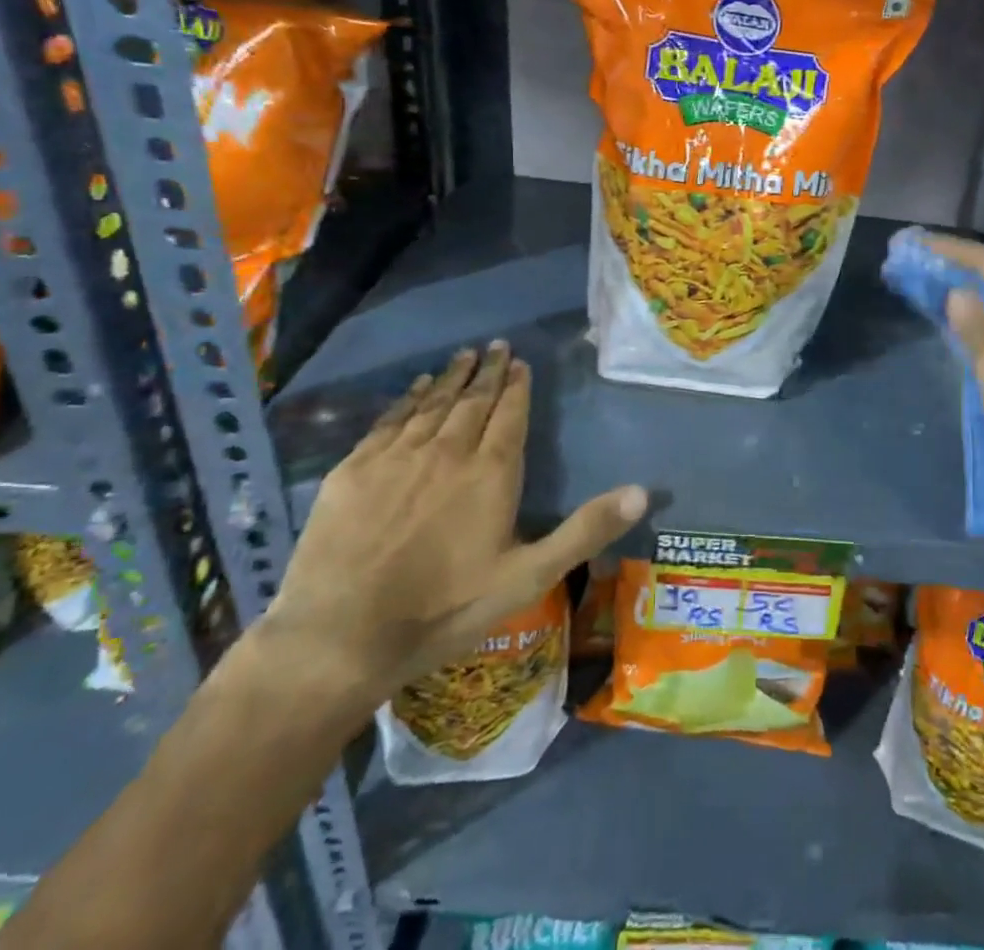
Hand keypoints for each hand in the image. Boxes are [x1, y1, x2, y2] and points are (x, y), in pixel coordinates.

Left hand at [261, 342, 647, 707]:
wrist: (340, 638)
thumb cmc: (445, 609)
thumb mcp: (528, 577)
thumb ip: (585, 530)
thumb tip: (643, 492)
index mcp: (490, 472)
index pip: (510, 414)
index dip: (517, 385)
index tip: (520, 361)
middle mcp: (447, 451)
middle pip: (473, 401)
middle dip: (488, 372)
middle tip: (496, 346)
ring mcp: (397, 457)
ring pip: (432, 404)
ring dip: (451, 378)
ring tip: (464, 355)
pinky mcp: (354, 470)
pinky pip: (389, 420)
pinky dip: (408, 399)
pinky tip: (417, 387)